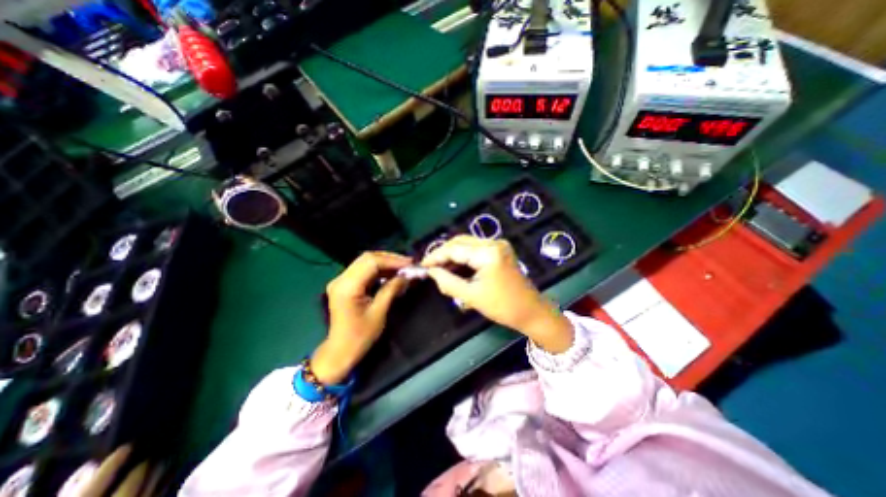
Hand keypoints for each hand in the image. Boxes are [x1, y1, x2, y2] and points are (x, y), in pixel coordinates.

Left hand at [311, 252, 411, 384]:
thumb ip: (391, 289)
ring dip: (385, 263)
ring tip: (403, 268)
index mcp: (347, 287)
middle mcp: (341, 279)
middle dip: (390, 259)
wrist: (340, 351)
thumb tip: (407, 275)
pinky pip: (363, 270)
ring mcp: (341, 281)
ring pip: (365, 262)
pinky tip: (391, 274)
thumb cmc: (360, 336)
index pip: (371, 263)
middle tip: (408, 264)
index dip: (392, 261)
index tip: (410, 264)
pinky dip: (378, 269)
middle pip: (367, 258)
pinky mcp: (344, 284)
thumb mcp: (379, 312)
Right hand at [421, 234, 574, 353]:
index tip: (422, 265)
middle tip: (430, 267)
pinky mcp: (500, 250)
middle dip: (443, 254)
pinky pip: (476, 249)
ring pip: (467, 244)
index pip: (455, 249)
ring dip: (453, 255)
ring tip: (440, 268)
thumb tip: (431, 272)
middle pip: (460, 241)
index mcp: (488, 253)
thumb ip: (448, 282)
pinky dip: (463, 257)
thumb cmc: (502, 306)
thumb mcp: (471, 296)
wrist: (531, 311)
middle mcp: (494, 242)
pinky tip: (455, 267)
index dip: (436, 256)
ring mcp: (498, 245)